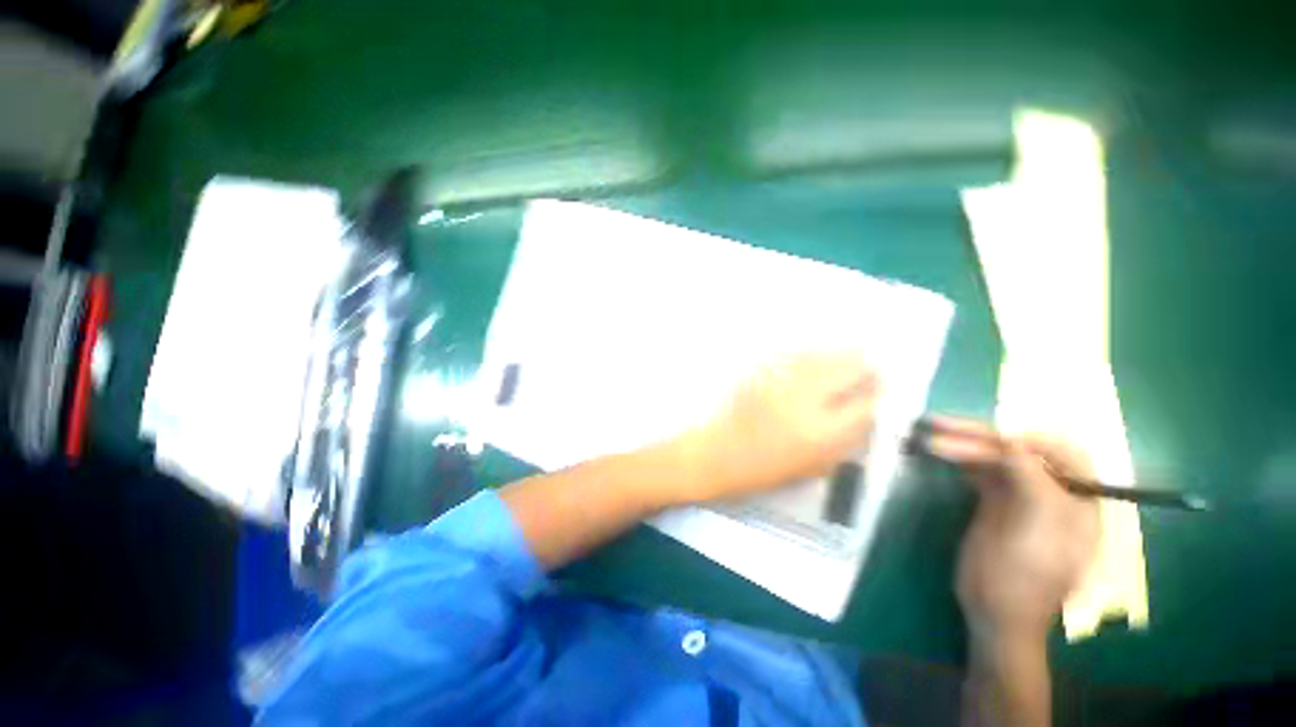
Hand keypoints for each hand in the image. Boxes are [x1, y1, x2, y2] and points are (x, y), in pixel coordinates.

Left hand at [676, 353, 877, 502]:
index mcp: (823, 434)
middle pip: (849, 370)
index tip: (880, 390)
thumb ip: (843, 443)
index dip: (878, 394)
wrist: (717, 454)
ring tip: (851, 351)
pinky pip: (792, 353)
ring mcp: (780, 382)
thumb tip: (864, 417)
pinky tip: (814, 352)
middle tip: (869, 365)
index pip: (866, 405)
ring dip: (840, 353)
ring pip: (822, 355)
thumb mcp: (812, 468)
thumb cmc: (764, 470)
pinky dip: (809, 352)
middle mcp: (806, 401)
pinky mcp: (760, 372)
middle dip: (864, 367)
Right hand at [926, 417, 1099, 640]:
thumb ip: (1033, 482)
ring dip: (964, 443)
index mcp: (1078, 499)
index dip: (1023, 438)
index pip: (1060, 451)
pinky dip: (960, 458)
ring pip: (995, 458)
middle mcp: (1052, 491)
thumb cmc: (1023, 577)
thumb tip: (1010, 442)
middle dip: (981, 436)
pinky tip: (939, 451)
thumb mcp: (1036, 530)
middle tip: (940, 425)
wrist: (995, 613)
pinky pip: (980, 471)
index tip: (985, 436)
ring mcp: (1022, 496)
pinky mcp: (996, 503)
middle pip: (1020, 450)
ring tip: (930, 433)